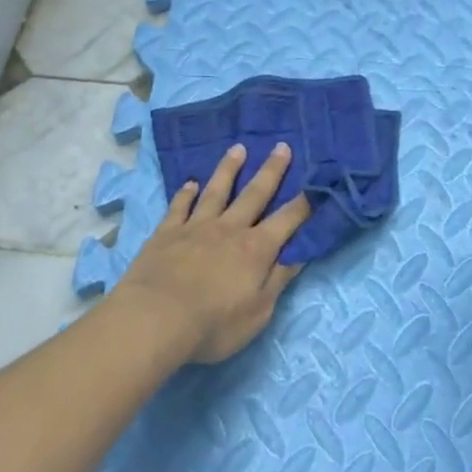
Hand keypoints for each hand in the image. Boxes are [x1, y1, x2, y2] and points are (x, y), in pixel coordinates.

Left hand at [116, 143, 313, 364]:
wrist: (156, 318)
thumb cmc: (213, 324)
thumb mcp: (258, 312)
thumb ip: (278, 279)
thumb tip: (300, 252)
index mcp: (256, 249)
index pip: (287, 220)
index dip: (304, 203)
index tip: (315, 183)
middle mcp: (229, 228)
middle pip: (254, 194)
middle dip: (271, 170)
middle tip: (282, 146)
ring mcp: (196, 226)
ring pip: (216, 190)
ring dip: (229, 169)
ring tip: (238, 148)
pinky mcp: (167, 232)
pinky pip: (179, 206)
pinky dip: (185, 193)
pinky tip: (190, 183)